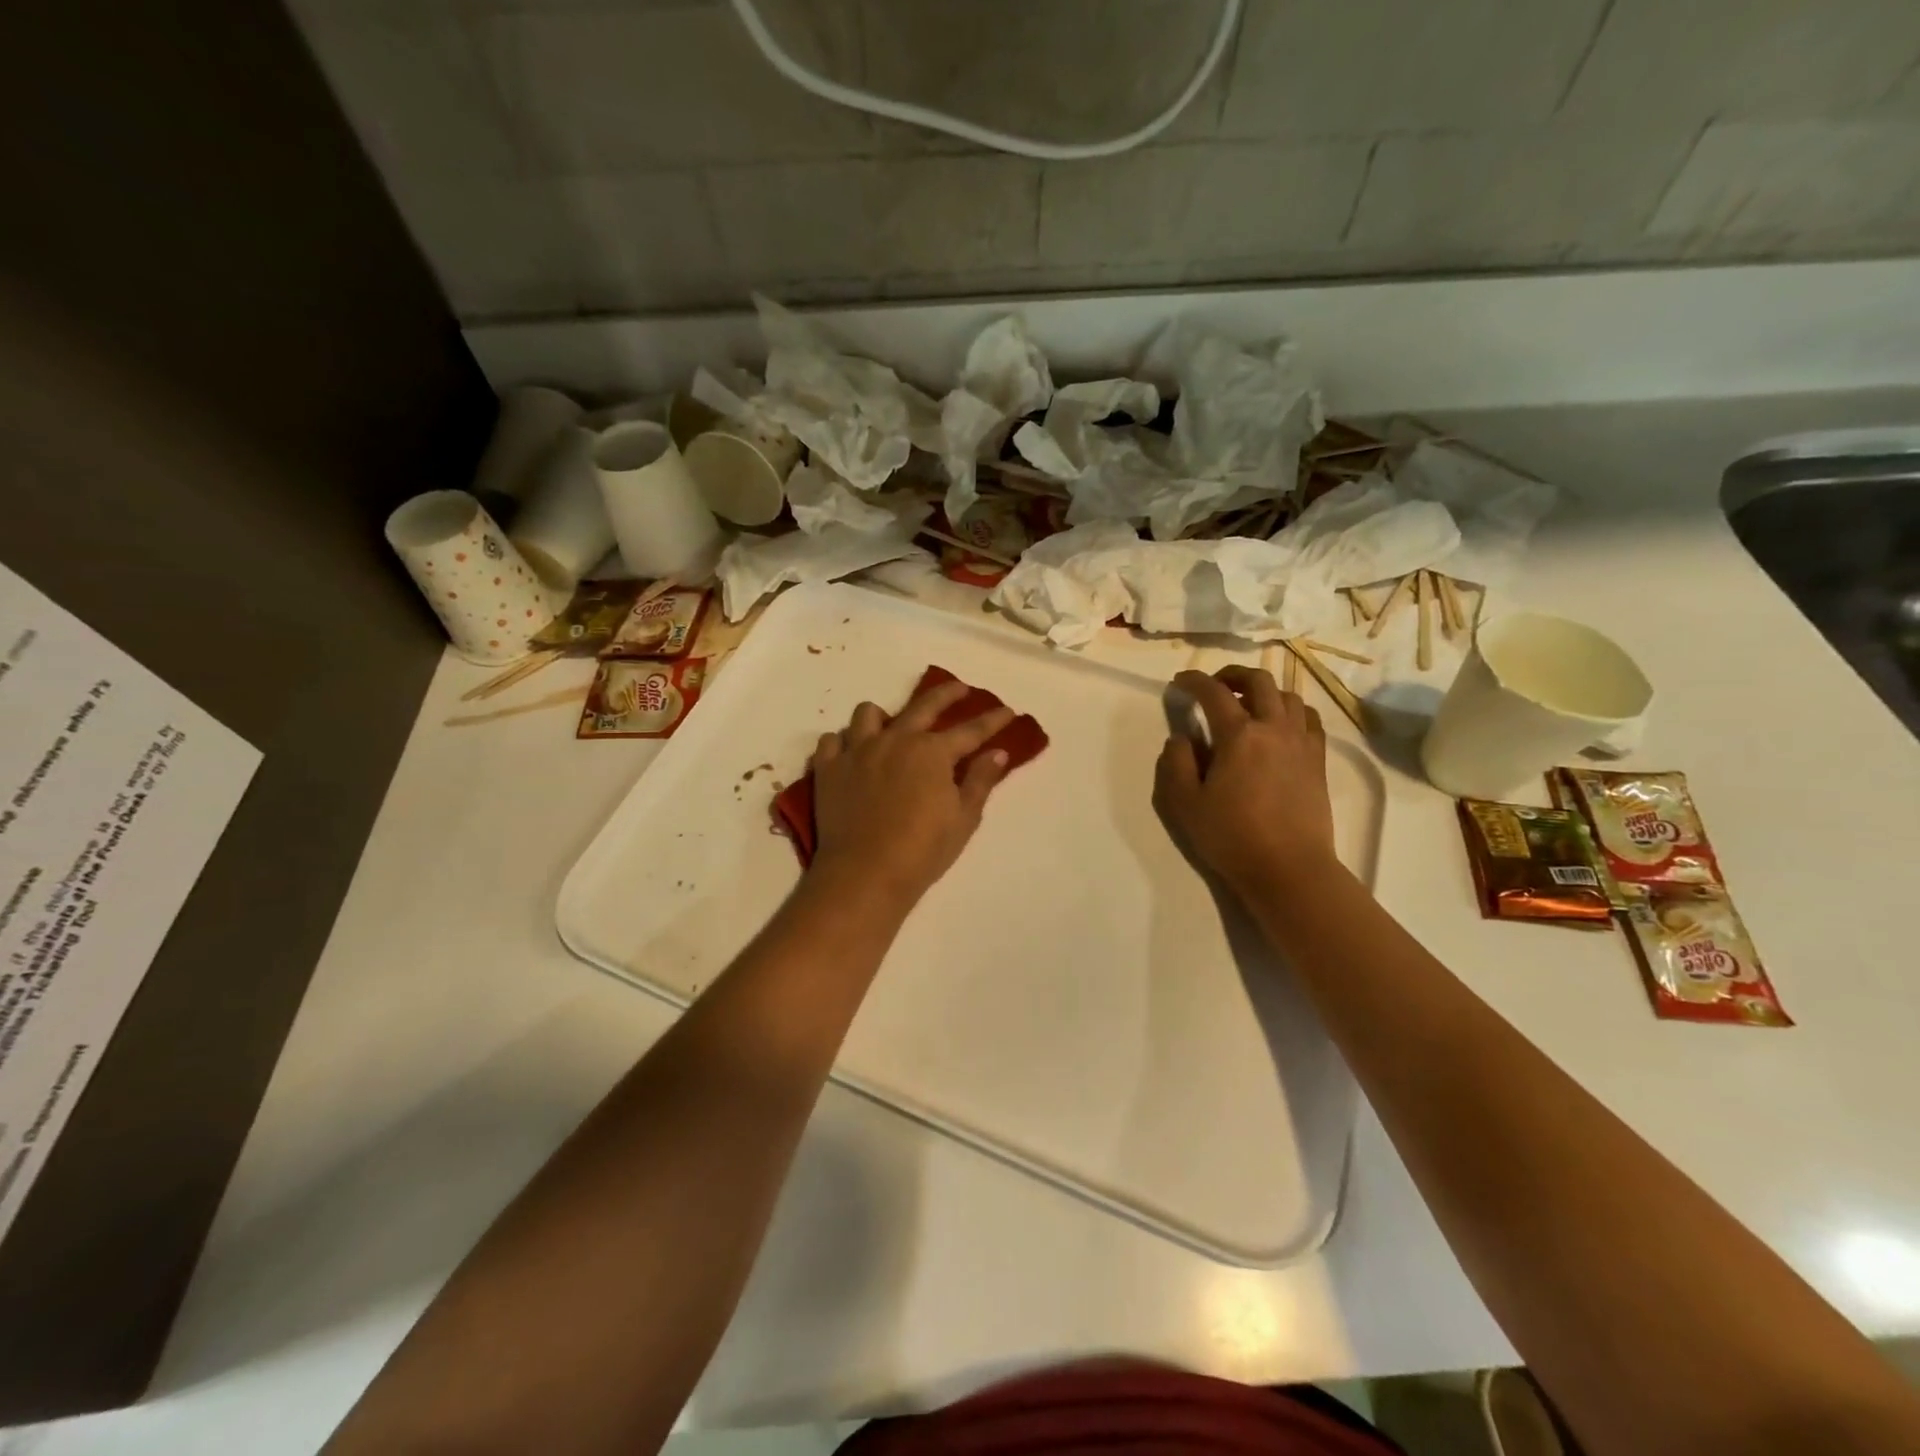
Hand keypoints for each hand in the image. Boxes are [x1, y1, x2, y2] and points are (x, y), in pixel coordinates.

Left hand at [808, 679, 1015, 909]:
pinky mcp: (828, 768)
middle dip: (946, 694)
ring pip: (867, 714)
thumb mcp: (964, 818)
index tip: (1008, 711)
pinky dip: (842, 743)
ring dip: (882, 717)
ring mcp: (857, 751)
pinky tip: (851, 755)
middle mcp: (895, 740)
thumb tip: (998, 753)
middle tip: (959, 690)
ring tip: (889, 728)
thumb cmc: (923, 850)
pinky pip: (832, 741)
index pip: (971, 730)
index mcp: (932, 752)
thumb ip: (981, 781)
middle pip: (923, 705)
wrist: (865, 873)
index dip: (993, 720)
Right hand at [1155, 666, 1338, 898]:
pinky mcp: (1318, 760)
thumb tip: (1181, 738)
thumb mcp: (1185, 803)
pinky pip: (1309, 720)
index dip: (1194, 681)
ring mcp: (1301, 743)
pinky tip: (1281, 726)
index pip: (1214, 693)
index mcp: (1239, 735)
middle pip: (1259, 681)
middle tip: (1216, 684)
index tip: (1180, 682)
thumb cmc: (1231, 836)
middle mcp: (1274, 728)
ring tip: (1249, 704)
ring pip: (1288, 696)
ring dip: (1265, 691)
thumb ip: (1176, 763)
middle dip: (1233, 674)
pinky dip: (1291, 711)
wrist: (1289, 869)